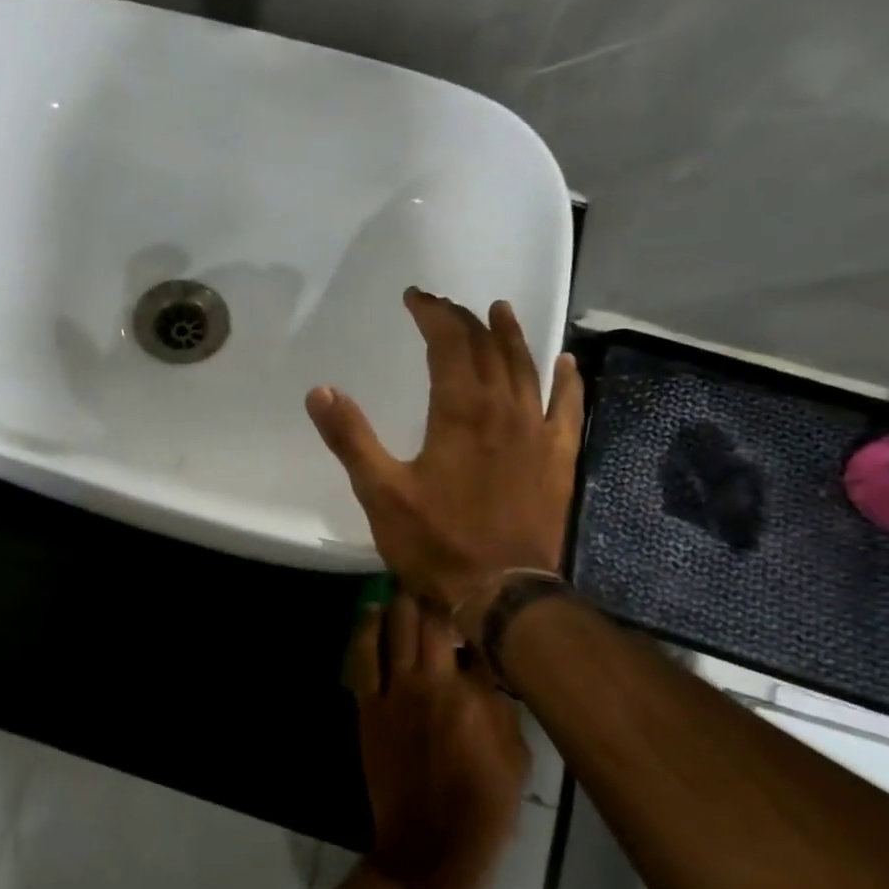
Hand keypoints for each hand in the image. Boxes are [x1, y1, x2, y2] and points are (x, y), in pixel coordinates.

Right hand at [306, 289, 584, 612]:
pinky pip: (567, 409)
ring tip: (501, 311)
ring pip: (527, 369)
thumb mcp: (380, 491)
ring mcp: (537, 433)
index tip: (416, 298)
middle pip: (488, 348)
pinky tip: (567, 365)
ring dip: (512, 337)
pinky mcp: (557, 460)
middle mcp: (504, 410)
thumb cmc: (436, 542)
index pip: (449, 343)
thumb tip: (320, 390)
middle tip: (444, 305)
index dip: (433, 315)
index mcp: (460, 411)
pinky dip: (567, 382)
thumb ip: (350, 437)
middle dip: (464, 320)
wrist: (501, 591)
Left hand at [347, 595, 530, 888]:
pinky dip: (365, 630)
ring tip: (405, 588)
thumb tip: (487, 675)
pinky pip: (362, 657)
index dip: (478, 617)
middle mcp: (434, 683)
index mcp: (476, 696)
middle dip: (435, 596)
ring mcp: (395, 691)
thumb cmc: (484, 807)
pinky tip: (371, 612)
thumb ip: (502, 709)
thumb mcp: (517, 759)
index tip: (480, 602)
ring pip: (394, 628)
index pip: (477, 639)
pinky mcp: (368, 705)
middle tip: (439, 582)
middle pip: (430, 621)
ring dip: (400, 603)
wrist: (429, 843)